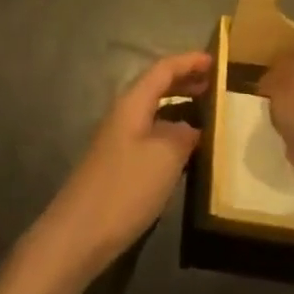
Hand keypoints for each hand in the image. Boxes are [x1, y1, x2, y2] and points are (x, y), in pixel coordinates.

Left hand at [30, 51, 210, 280]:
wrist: (79, 233)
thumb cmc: (125, 187)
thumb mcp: (165, 158)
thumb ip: (183, 135)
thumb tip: (192, 127)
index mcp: (133, 102)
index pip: (163, 69)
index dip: (188, 61)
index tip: (214, 60)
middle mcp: (124, 113)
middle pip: (156, 86)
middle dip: (184, 80)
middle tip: (213, 83)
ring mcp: (119, 139)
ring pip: (154, 111)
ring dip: (178, 106)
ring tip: (205, 112)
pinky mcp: (119, 164)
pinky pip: (151, 133)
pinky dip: (171, 130)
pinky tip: (185, 148)